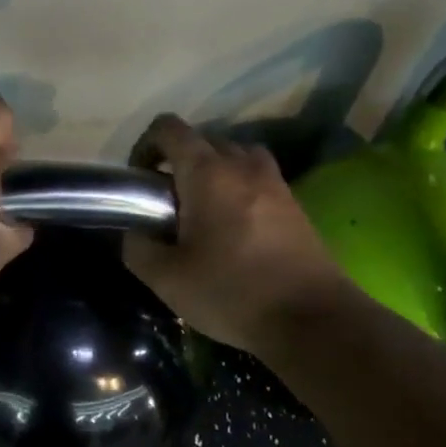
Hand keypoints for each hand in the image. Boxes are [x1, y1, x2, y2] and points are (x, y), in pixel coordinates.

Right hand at [124, 115, 356, 355]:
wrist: (310, 318)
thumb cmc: (232, 292)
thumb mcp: (167, 279)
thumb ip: (138, 248)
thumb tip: (134, 233)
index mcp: (206, 172)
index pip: (169, 128)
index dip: (145, 144)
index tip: (139, 179)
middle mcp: (241, 164)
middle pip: (203, 139)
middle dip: (179, 161)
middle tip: (168, 203)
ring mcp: (274, 181)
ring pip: (235, 155)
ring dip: (214, 170)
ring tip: (203, 209)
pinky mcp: (294, 203)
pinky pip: (258, 177)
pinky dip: (240, 187)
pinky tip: (234, 227)